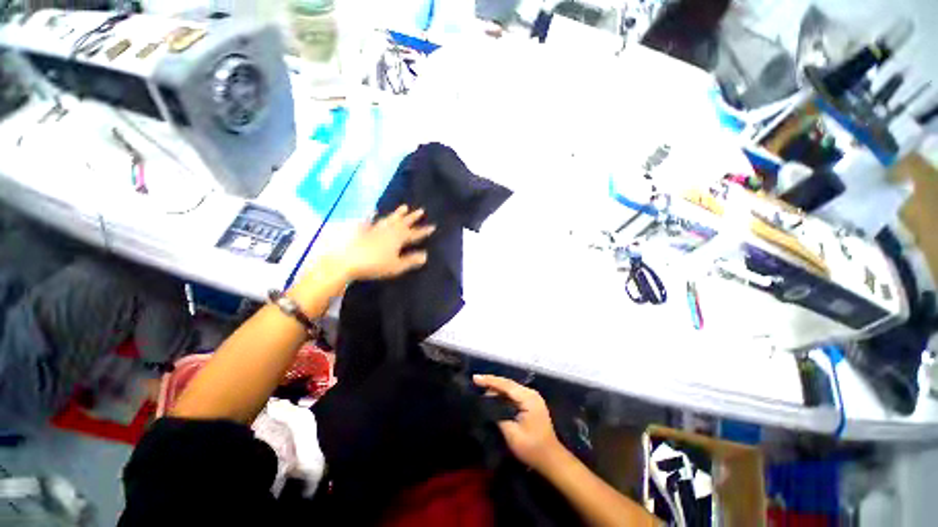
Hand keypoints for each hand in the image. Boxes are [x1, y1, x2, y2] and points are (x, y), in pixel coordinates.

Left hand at [341, 205, 434, 279]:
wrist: (348, 261)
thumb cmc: (376, 265)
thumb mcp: (397, 266)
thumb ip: (411, 260)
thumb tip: (425, 255)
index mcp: (398, 238)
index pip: (415, 233)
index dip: (424, 231)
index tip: (433, 226)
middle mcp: (389, 230)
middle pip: (403, 222)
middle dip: (413, 217)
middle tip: (421, 210)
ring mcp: (376, 229)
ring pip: (390, 219)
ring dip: (398, 213)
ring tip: (404, 207)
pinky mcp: (364, 231)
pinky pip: (371, 221)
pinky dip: (373, 216)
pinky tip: (373, 211)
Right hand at [473, 374, 565, 473]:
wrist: (551, 459)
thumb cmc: (532, 448)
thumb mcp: (512, 434)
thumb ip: (499, 415)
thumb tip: (487, 404)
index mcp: (528, 398)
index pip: (506, 385)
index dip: (490, 380)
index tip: (475, 378)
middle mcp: (531, 393)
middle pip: (508, 384)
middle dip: (492, 382)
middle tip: (476, 381)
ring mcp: (532, 398)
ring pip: (510, 388)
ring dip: (496, 388)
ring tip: (481, 387)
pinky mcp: (531, 403)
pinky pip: (514, 394)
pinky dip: (502, 394)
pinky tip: (493, 396)